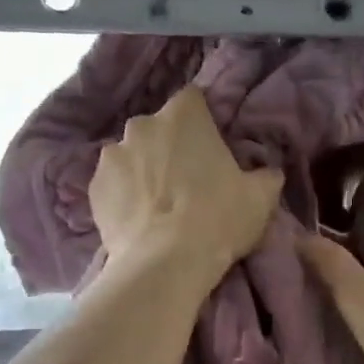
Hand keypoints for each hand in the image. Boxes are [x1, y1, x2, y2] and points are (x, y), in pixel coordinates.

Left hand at [91, 87, 283, 286]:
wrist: (164, 264)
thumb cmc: (218, 219)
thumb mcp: (260, 198)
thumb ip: (265, 175)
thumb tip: (269, 173)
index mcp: (184, 115)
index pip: (193, 100)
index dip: (201, 122)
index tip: (209, 147)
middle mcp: (142, 125)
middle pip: (157, 128)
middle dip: (168, 146)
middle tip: (184, 180)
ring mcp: (112, 155)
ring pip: (131, 156)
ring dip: (142, 171)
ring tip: (157, 205)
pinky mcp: (94, 187)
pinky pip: (113, 185)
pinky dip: (123, 196)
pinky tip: (137, 220)